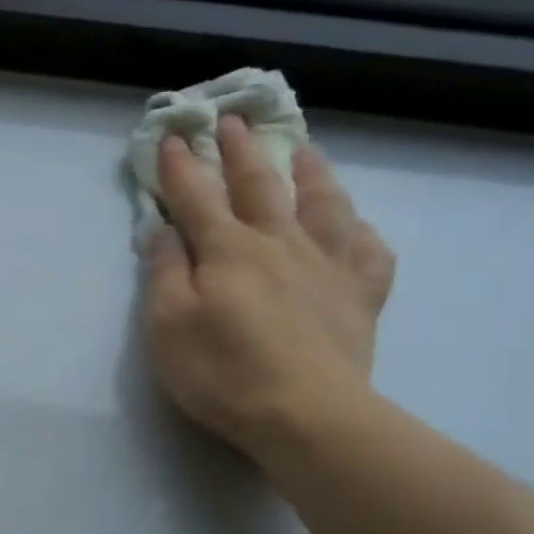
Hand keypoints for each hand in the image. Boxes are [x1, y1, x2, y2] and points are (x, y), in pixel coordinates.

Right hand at [142, 117, 395, 459]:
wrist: (305, 414)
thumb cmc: (222, 372)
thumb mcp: (167, 326)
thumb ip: (164, 273)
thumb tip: (164, 229)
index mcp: (227, 250)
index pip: (197, 196)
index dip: (182, 165)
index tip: (173, 134)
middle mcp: (279, 243)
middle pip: (259, 185)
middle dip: (241, 150)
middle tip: (234, 119)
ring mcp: (328, 265)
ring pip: (323, 203)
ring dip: (310, 172)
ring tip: (304, 150)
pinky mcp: (360, 295)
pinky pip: (369, 251)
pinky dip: (361, 232)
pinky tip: (357, 227)